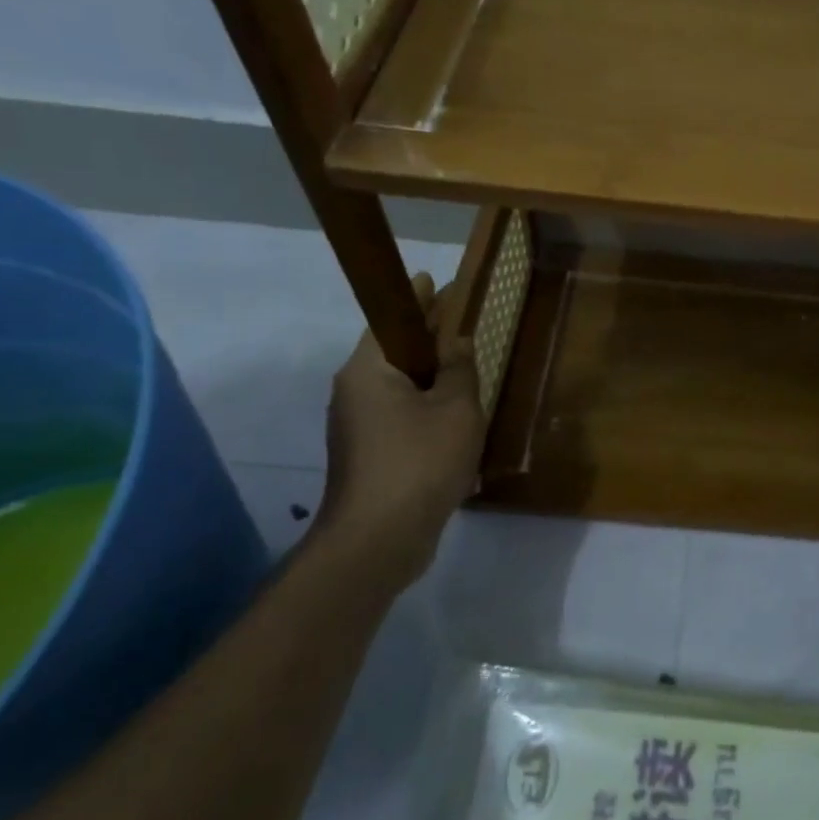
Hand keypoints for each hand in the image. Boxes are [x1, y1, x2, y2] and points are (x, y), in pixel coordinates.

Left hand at [317, 274, 485, 581]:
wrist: (379, 539)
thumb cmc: (419, 461)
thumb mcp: (455, 409)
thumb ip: (459, 370)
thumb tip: (457, 342)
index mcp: (368, 371)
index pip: (391, 321)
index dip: (415, 300)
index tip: (431, 280)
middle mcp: (354, 393)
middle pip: (394, 355)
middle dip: (426, 340)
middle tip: (459, 324)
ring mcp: (357, 429)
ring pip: (399, 391)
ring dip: (430, 381)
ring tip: (464, 373)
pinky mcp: (368, 458)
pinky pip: (401, 420)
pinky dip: (426, 412)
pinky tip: (455, 424)